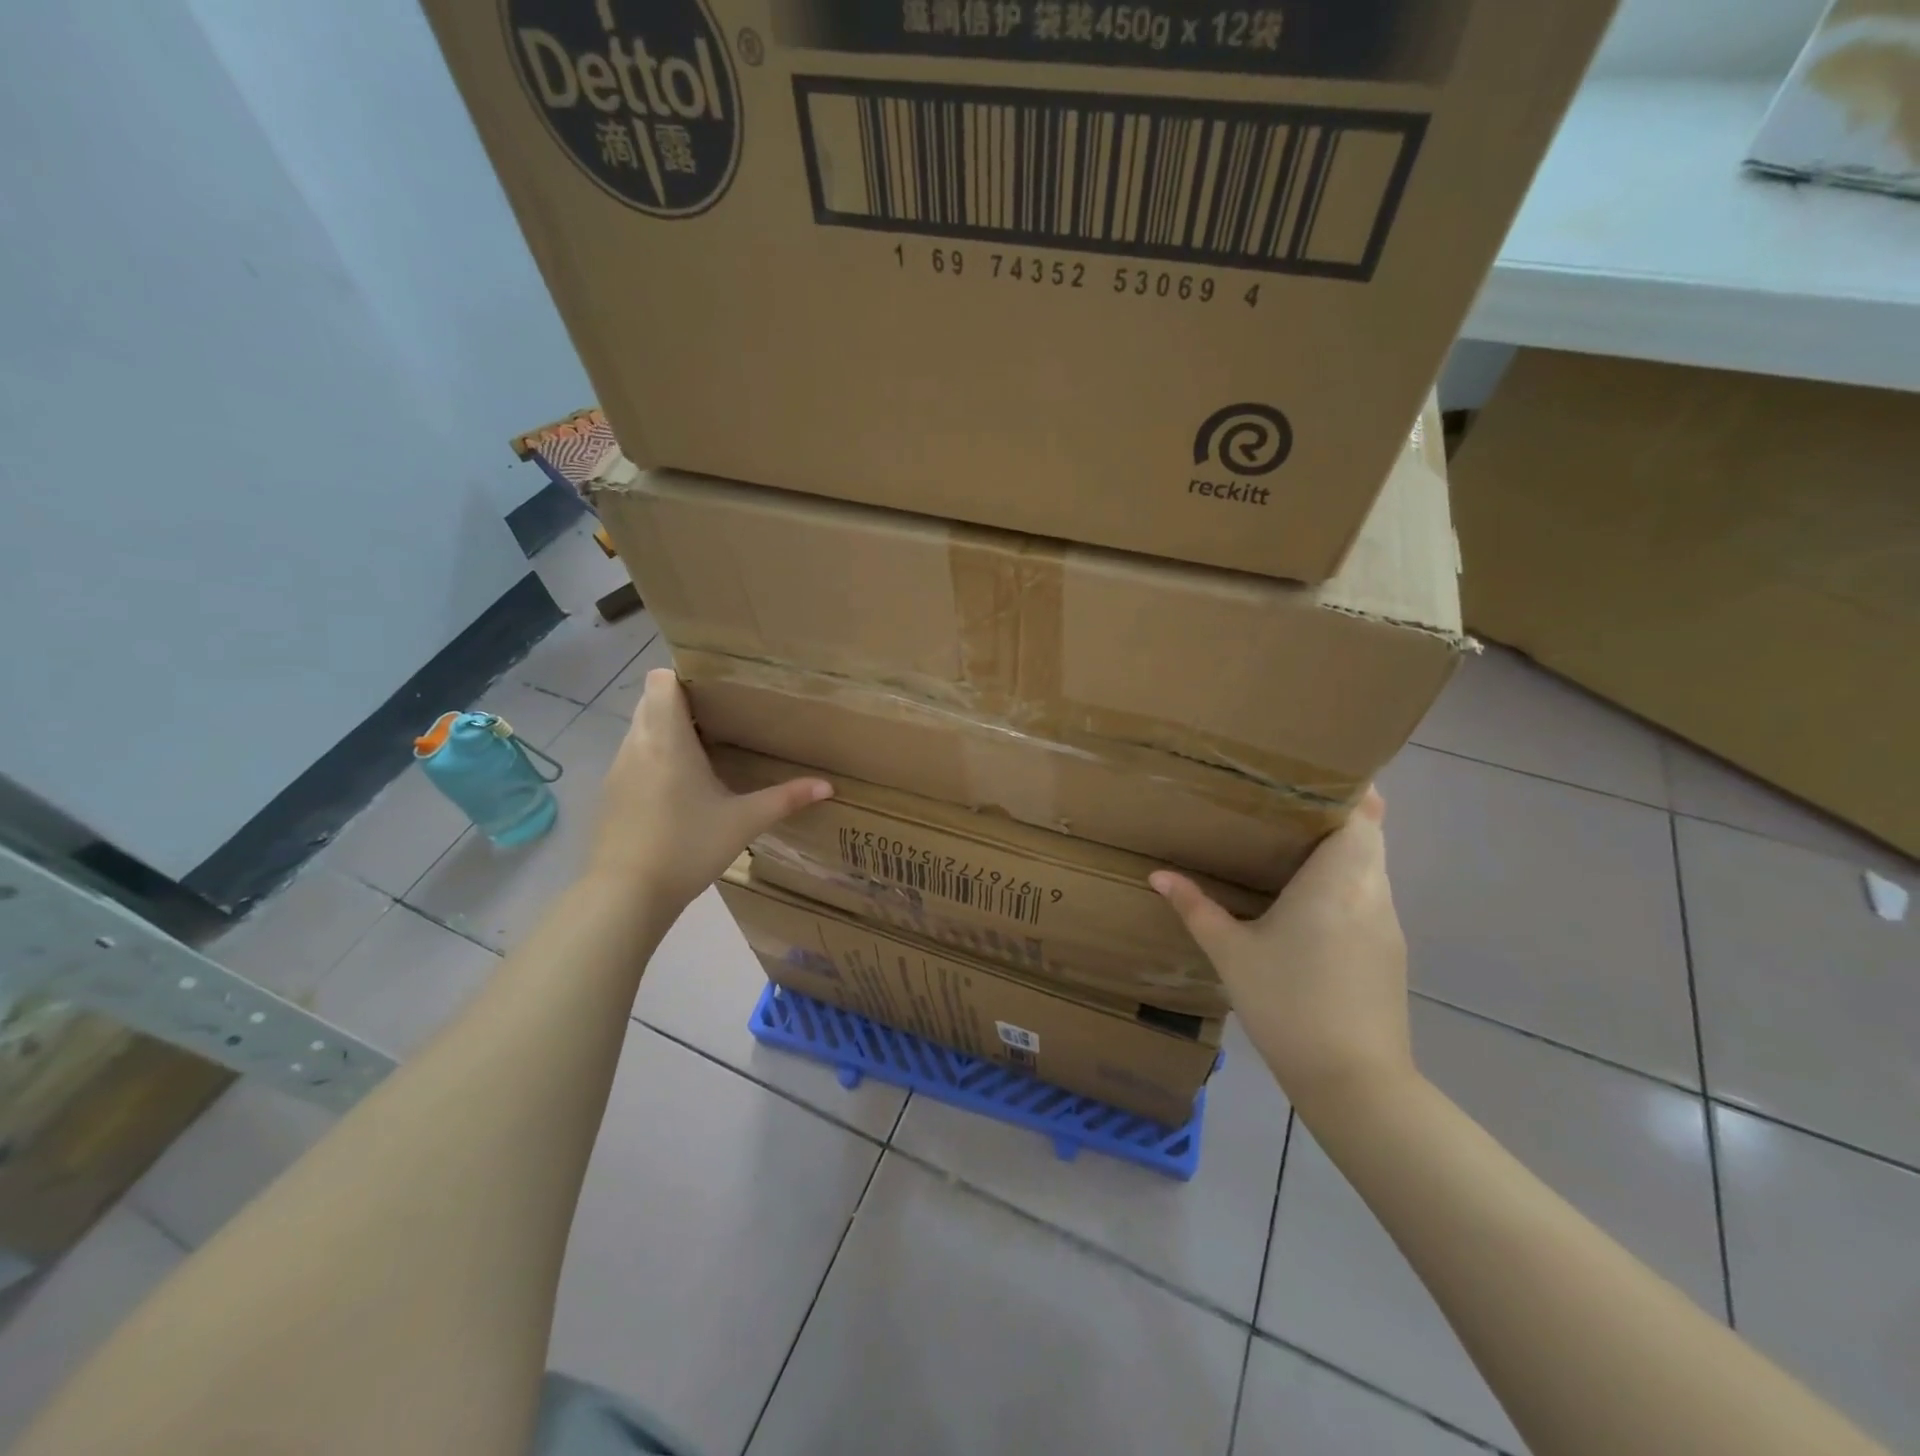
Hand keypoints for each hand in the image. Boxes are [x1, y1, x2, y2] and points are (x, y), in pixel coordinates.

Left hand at [588, 670, 830, 911]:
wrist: (626, 895)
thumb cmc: (687, 847)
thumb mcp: (744, 822)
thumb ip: (786, 798)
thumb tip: (828, 786)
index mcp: (667, 739)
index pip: (660, 679)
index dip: (683, 676)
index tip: (715, 691)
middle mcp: (636, 744)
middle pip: (650, 701)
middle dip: (680, 702)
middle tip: (720, 718)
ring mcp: (617, 769)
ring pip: (639, 729)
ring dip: (665, 730)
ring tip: (703, 750)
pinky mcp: (610, 794)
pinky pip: (632, 756)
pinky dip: (653, 757)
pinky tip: (678, 787)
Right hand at [1151, 790, 1415, 1118]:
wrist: (1354, 1081)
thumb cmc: (1288, 1004)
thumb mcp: (1231, 953)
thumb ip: (1196, 907)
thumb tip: (1158, 874)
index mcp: (1337, 881)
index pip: (1363, 815)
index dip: (1346, 790)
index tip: (1310, 778)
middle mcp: (1372, 893)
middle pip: (1370, 836)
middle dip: (1336, 815)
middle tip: (1285, 807)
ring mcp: (1387, 924)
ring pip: (1373, 867)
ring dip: (1343, 851)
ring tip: (1292, 845)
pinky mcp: (1391, 952)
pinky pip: (1371, 897)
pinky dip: (1347, 883)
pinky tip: (1309, 902)